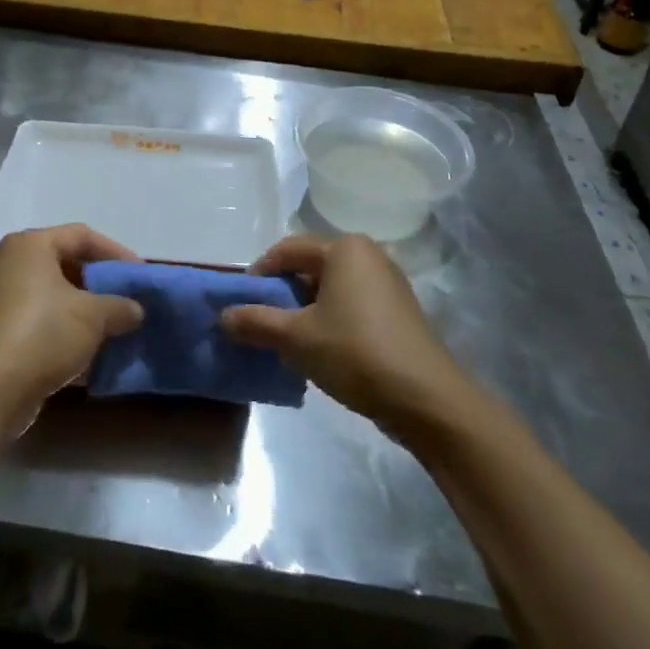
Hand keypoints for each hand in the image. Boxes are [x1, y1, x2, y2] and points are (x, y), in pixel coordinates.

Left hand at [0, 225, 142, 414]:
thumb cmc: (44, 333)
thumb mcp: (94, 316)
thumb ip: (120, 306)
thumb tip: (135, 310)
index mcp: (30, 246)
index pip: (81, 236)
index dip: (116, 253)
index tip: (140, 276)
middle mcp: (9, 264)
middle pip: (65, 265)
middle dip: (99, 285)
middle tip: (126, 301)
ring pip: (52, 297)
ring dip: (83, 312)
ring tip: (112, 330)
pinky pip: (38, 323)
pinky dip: (63, 333)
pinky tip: (88, 356)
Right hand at [222, 235, 473, 442]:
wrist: (427, 399)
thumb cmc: (355, 353)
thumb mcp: (296, 338)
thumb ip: (255, 322)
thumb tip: (223, 316)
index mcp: (344, 249)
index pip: (286, 249)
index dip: (258, 274)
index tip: (242, 304)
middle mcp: (368, 255)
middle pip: (309, 267)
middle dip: (282, 294)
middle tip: (262, 324)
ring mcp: (388, 283)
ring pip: (330, 289)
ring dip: (304, 311)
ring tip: (288, 341)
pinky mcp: (399, 311)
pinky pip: (351, 304)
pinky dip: (330, 320)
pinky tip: (321, 351)